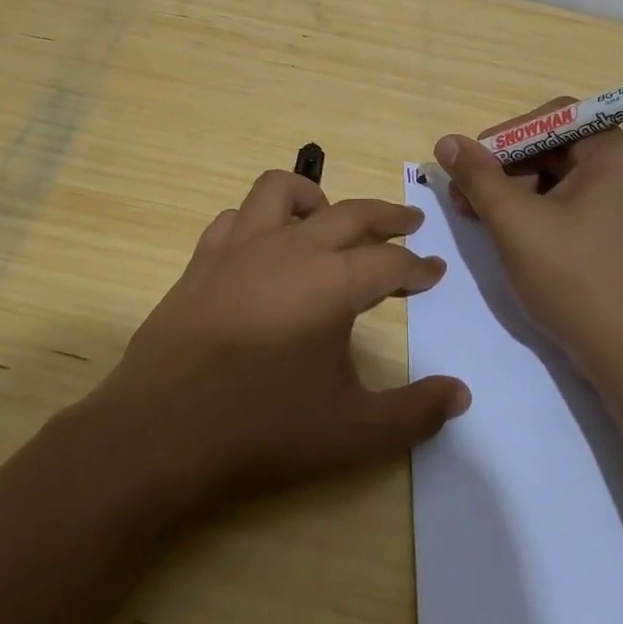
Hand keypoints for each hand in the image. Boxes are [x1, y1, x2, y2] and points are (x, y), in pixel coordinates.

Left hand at [87, 170, 470, 513]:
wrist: (162, 432)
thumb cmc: (263, 428)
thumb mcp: (353, 432)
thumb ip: (414, 413)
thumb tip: (460, 394)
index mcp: (332, 282)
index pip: (389, 261)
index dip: (418, 267)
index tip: (433, 272)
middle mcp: (290, 249)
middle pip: (350, 213)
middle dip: (386, 216)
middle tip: (409, 223)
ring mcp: (240, 248)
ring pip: (281, 190)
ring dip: (316, 198)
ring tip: (330, 220)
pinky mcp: (202, 260)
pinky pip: (236, 218)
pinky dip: (260, 221)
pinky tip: (265, 247)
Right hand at [436, 103, 622, 375]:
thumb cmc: (573, 278)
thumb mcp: (514, 222)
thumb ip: (478, 176)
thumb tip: (447, 142)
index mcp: (615, 154)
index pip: (554, 117)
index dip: (507, 135)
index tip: (473, 164)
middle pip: (557, 148)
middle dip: (507, 167)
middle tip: (466, 195)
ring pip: (563, 180)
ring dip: (518, 192)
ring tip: (480, 218)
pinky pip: (578, 206)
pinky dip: (542, 212)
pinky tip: (513, 236)